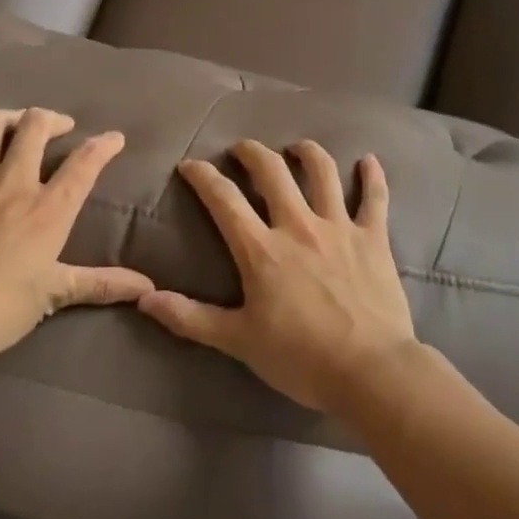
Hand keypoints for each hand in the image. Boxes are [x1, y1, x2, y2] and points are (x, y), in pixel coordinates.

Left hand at [0, 108, 153, 367]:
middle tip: (60, 128)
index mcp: (48, 210)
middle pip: (35, 125)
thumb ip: (101, 284)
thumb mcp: (53, 296)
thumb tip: (147, 287)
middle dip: (52, 119)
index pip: (85, 163)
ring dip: (9, 117)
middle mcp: (13, 183)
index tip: (114, 139)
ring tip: (18, 124)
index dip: (104, 145)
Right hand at [136, 139, 417, 413]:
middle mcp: (298, 225)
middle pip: (272, 171)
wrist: (370, 370)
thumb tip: (143, 298)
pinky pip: (374, 197)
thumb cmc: (300, 358)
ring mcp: (339, 227)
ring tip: (297, 147)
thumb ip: (190, 317)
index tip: (190, 165)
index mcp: (261, 249)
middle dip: (252, 153)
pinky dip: (372, 176)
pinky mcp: (373, 238)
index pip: (224, 199)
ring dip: (307, 153)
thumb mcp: (238, 341)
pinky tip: (368, 161)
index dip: (203, 177)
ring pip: (322, 172)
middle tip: (241, 149)